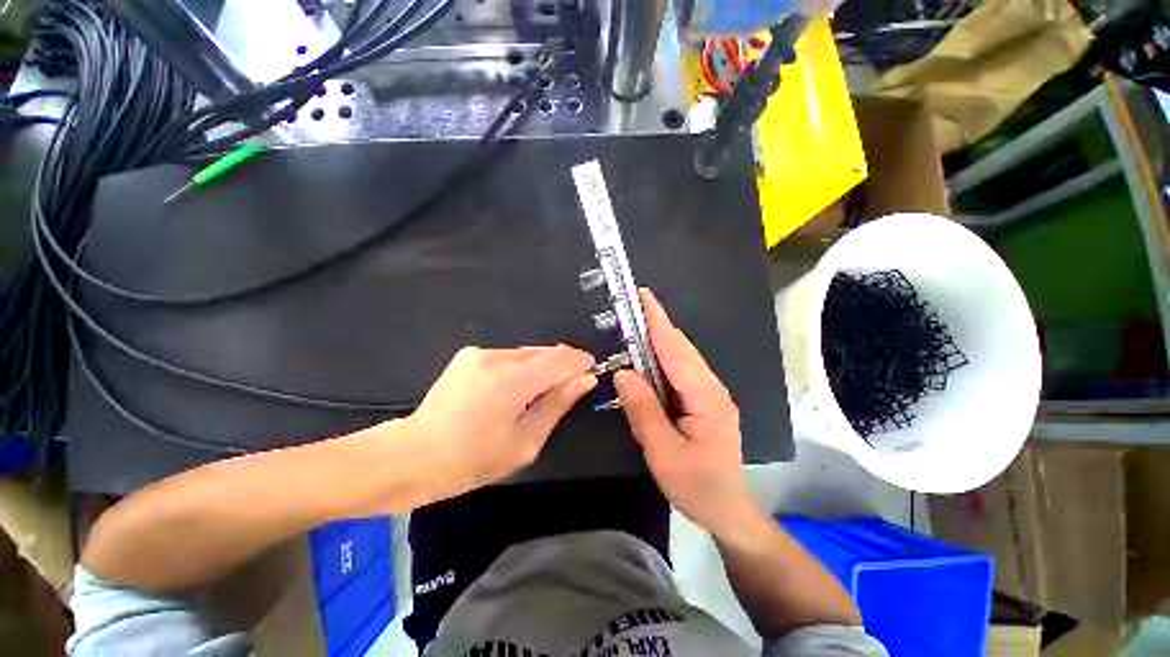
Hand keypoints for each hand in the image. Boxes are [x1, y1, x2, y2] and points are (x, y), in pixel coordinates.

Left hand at [407, 345, 596, 499]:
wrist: (413, 455)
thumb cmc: (474, 459)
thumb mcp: (525, 442)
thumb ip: (557, 405)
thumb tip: (585, 380)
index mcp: (513, 381)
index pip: (561, 359)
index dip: (580, 362)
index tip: (591, 371)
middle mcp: (497, 357)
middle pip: (544, 352)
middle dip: (561, 365)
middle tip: (567, 387)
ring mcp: (479, 353)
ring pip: (526, 353)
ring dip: (539, 367)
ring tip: (536, 393)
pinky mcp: (467, 355)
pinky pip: (506, 356)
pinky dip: (519, 367)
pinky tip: (509, 390)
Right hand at [614, 290, 754, 537]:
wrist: (728, 509)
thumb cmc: (697, 487)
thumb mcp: (664, 453)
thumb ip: (643, 410)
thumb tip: (623, 372)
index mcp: (706, 398)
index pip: (677, 350)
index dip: (658, 321)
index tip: (643, 296)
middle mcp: (711, 387)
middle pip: (680, 348)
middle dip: (656, 323)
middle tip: (631, 306)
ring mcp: (710, 392)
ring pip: (680, 357)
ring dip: (658, 338)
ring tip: (634, 324)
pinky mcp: (703, 399)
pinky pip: (680, 371)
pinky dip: (661, 358)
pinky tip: (646, 357)